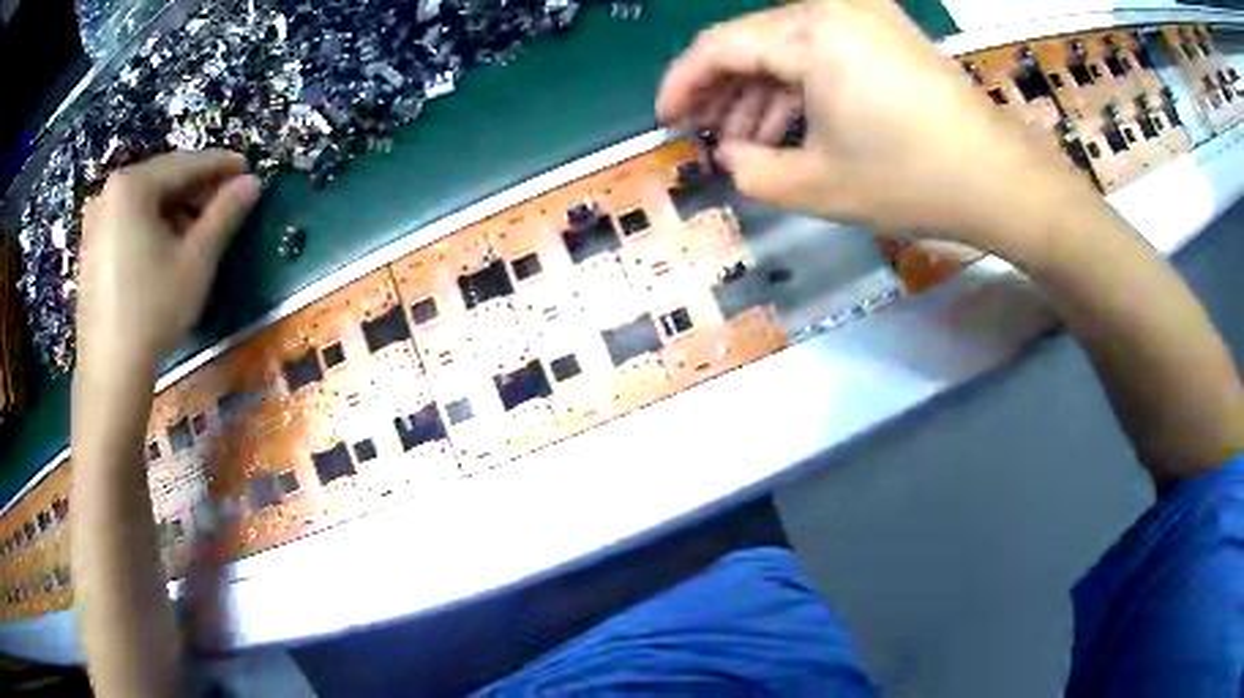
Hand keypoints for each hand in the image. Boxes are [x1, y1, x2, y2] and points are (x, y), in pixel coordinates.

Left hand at [77, 151, 259, 373]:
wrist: (109, 375)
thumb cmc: (152, 312)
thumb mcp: (195, 261)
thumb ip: (224, 214)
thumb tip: (251, 183)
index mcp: (132, 185)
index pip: (185, 164)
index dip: (220, 166)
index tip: (247, 169)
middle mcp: (108, 193)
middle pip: (161, 181)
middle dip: (195, 190)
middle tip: (224, 204)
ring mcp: (95, 222)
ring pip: (143, 203)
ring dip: (173, 210)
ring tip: (195, 232)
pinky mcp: (89, 249)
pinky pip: (126, 223)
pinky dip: (150, 227)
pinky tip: (163, 250)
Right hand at [656, 0, 1094, 251]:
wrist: (1000, 179)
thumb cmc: (911, 180)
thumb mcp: (817, 187)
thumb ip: (751, 171)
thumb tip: (729, 154)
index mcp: (810, 34)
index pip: (719, 46)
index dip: (682, 84)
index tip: (665, 120)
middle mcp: (832, 9)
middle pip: (752, 41)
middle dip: (723, 92)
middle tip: (708, 137)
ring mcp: (865, 17)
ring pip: (788, 46)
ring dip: (763, 93)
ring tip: (749, 144)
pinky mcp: (887, 33)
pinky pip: (824, 50)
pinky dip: (802, 85)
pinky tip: (795, 125)